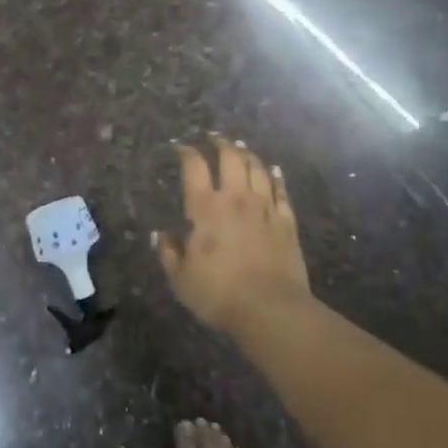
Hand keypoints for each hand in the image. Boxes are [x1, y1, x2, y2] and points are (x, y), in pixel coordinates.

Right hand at [154, 135, 311, 336]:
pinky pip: (281, 190)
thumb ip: (169, 253)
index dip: (187, 152)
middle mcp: (235, 198)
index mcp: (205, 208)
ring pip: (257, 169)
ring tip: (241, 148)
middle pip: (230, 158)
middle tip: (215, 138)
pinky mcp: (286, 221)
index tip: (181, 147)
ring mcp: (264, 207)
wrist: (271, 309)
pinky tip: (273, 170)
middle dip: (221, 144)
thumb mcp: (181, 279)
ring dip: (247, 155)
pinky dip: (275, 176)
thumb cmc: (219, 294)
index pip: (194, 167)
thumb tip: (161, 235)